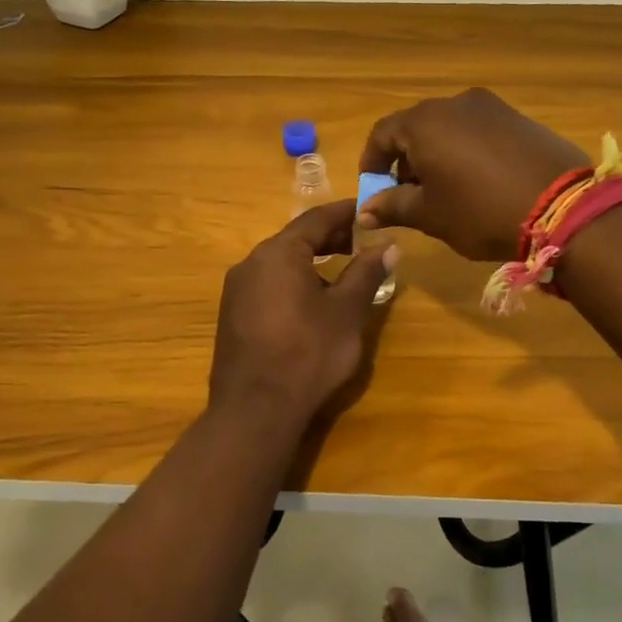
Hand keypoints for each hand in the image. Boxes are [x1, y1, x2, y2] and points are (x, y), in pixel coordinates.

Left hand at [208, 199, 398, 425]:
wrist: (255, 410)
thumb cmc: (308, 354)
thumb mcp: (346, 312)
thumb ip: (366, 273)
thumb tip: (388, 246)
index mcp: (278, 253)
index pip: (316, 219)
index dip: (345, 213)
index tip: (367, 211)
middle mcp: (251, 263)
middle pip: (295, 239)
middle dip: (329, 237)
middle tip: (361, 241)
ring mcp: (237, 290)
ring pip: (279, 263)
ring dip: (311, 261)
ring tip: (341, 271)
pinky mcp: (232, 315)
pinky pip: (267, 285)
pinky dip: (292, 281)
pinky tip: (311, 302)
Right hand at [356, 89, 588, 260]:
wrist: (564, 208)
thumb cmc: (481, 211)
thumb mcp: (430, 215)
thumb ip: (393, 206)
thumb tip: (364, 210)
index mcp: (425, 122)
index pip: (382, 134)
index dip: (371, 163)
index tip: (374, 191)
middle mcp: (455, 103)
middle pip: (415, 127)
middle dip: (405, 160)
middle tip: (409, 194)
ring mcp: (491, 107)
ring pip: (448, 127)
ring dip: (436, 154)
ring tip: (445, 190)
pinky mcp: (519, 117)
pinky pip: (478, 130)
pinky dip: (466, 150)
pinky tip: (478, 180)